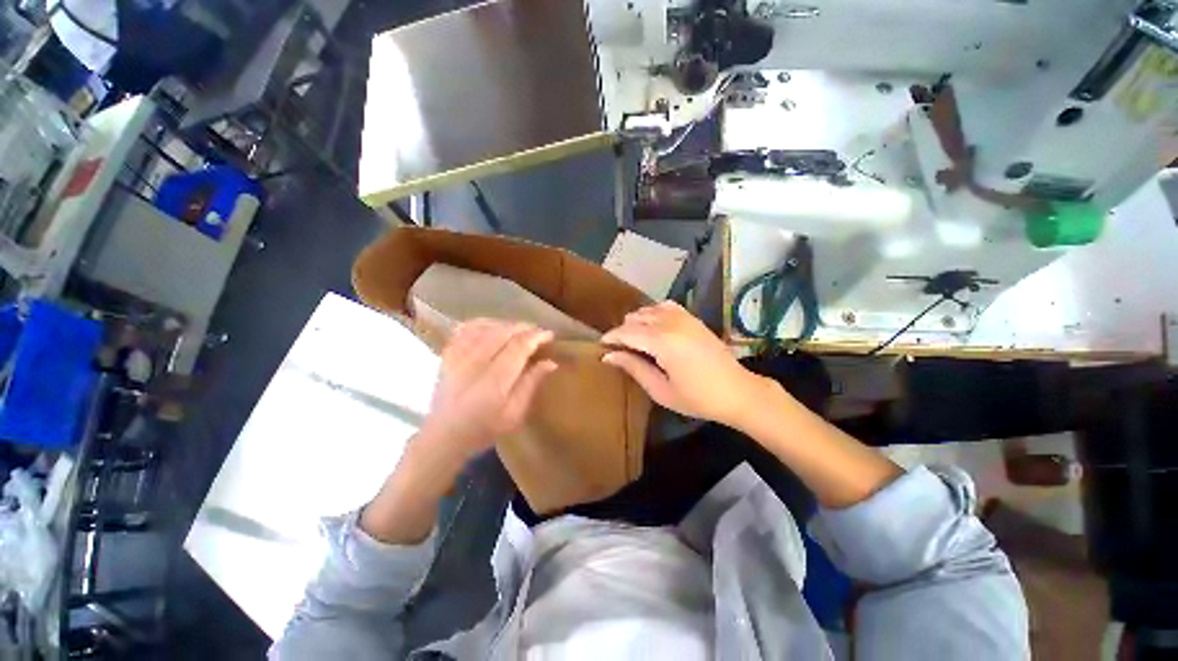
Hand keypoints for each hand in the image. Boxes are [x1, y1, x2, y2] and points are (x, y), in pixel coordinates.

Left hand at [420, 319, 557, 460]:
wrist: (444, 434)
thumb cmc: (484, 428)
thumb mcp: (515, 414)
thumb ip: (531, 384)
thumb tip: (551, 362)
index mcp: (495, 380)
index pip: (519, 346)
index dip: (536, 336)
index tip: (549, 335)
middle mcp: (475, 363)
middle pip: (503, 331)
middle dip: (524, 327)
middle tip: (537, 332)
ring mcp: (458, 356)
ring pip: (486, 326)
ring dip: (506, 324)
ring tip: (519, 330)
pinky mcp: (448, 354)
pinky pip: (467, 328)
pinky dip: (483, 323)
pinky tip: (493, 327)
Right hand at [601, 301, 765, 426]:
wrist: (738, 391)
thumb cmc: (698, 398)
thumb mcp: (661, 390)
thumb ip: (634, 368)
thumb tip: (608, 356)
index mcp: (662, 342)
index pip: (627, 332)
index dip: (611, 337)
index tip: (601, 346)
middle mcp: (671, 323)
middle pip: (636, 318)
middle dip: (623, 331)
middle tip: (619, 349)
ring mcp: (684, 317)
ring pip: (649, 309)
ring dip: (637, 321)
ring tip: (634, 340)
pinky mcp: (693, 318)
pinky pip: (665, 306)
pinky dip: (654, 313)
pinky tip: (653, 327)